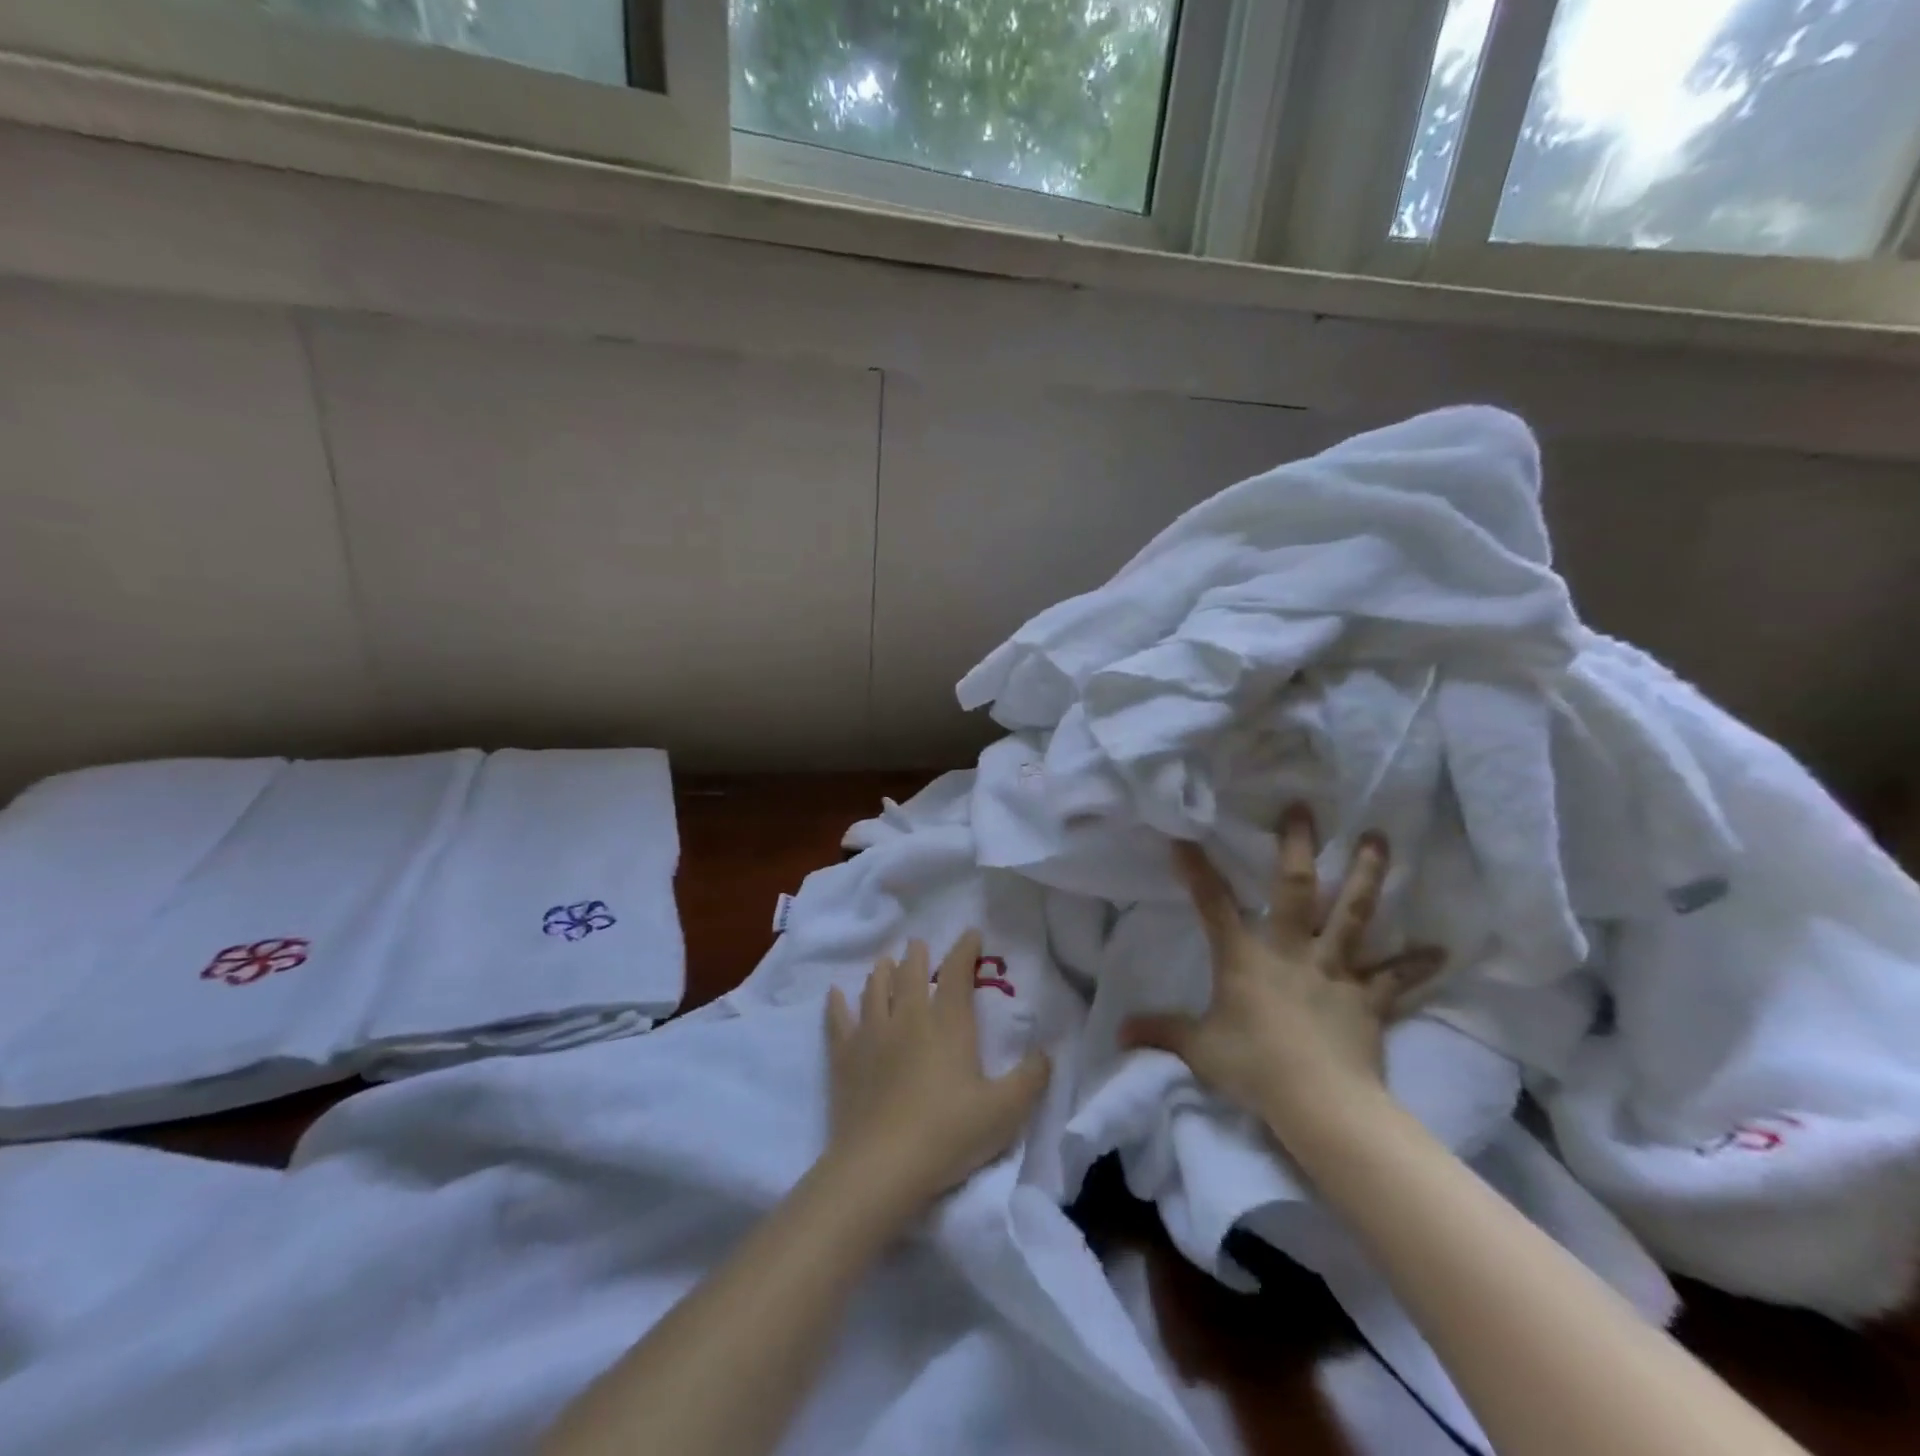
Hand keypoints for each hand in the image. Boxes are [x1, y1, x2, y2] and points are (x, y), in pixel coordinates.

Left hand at [823, 932, 1050, 1213]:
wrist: (882, 1166)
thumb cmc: (949, 1134)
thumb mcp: (1005, 1111)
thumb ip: (1031, 1078)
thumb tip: (1045, 1053)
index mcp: (948, 1023)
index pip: (957, 973)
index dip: (964, 950)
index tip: (970, 934)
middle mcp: (908, 1017)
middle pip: (910, 974)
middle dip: (917, 956)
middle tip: (918, 945)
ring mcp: (872, 1035)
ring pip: (875, 990)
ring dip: (882, 973)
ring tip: (885, 962)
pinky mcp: (845, 1058)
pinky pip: (838, 1021)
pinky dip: (837, 1004)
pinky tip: (835, 994)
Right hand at [1120, 808, 1443, 1143]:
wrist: (1320, 1103)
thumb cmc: (1254, 1068)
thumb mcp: (1199, 1049)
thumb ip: (1161, 1032)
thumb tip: (1118, 1033)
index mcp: (1245, 957)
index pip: (1213, 905)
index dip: (1197, 870)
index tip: (1185, 838)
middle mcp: (1291, 950)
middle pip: (1294, 888)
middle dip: (1297, 847)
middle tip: (1303, 810)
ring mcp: (1334, 969)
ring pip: (1352, 913)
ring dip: (1366, 876)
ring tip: (1378, 840)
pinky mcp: (1368, 997)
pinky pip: (1395, 977)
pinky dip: (1416, 963)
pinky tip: (1440, 950)